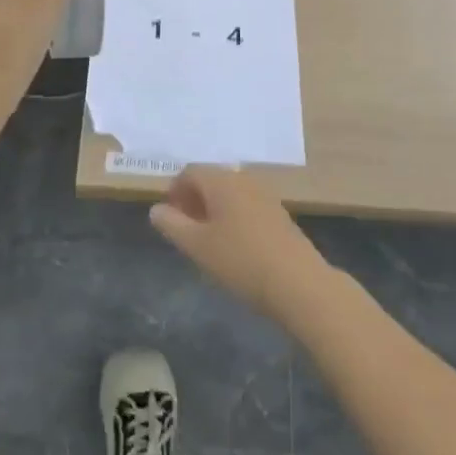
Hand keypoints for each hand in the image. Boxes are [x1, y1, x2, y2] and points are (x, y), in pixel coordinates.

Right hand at [150, 167, 330, 326]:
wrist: (298, 283)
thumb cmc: (240, 260)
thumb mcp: (197, 246)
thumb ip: (172, 224)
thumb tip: (156, 209)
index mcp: (221, 181)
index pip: (190, 171)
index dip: (174, 189)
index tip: (168, 216)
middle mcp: (244, 180)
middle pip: (211, 179)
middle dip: (193, 199)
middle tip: (184, 227)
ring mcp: (266, 196)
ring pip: (230, 193)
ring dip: (213, 208)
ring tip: (206, 239)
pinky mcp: (280, 214)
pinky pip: (247, 205)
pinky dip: (232, 216)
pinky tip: (233, 245)